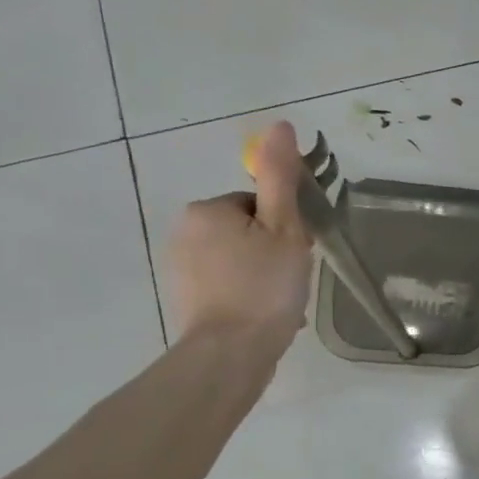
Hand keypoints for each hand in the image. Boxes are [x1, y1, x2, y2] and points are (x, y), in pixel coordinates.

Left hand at [168, 120, 312, 349]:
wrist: (231, 353)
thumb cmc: (263, 286)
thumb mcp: (284, 228)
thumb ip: (281, 177)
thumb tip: (280, 125)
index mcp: (207, 210)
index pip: (259, 205)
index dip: (285, 227)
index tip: (296, 252)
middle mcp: (185, 233)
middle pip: (249, 230)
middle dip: (274, 250)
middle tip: (291, 277)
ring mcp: (182, 268)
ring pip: (240, 258)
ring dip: (264, 273)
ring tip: (283, 301)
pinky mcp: (187, 298)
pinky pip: (228, 283)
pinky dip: (249, 293)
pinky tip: (266, 313)